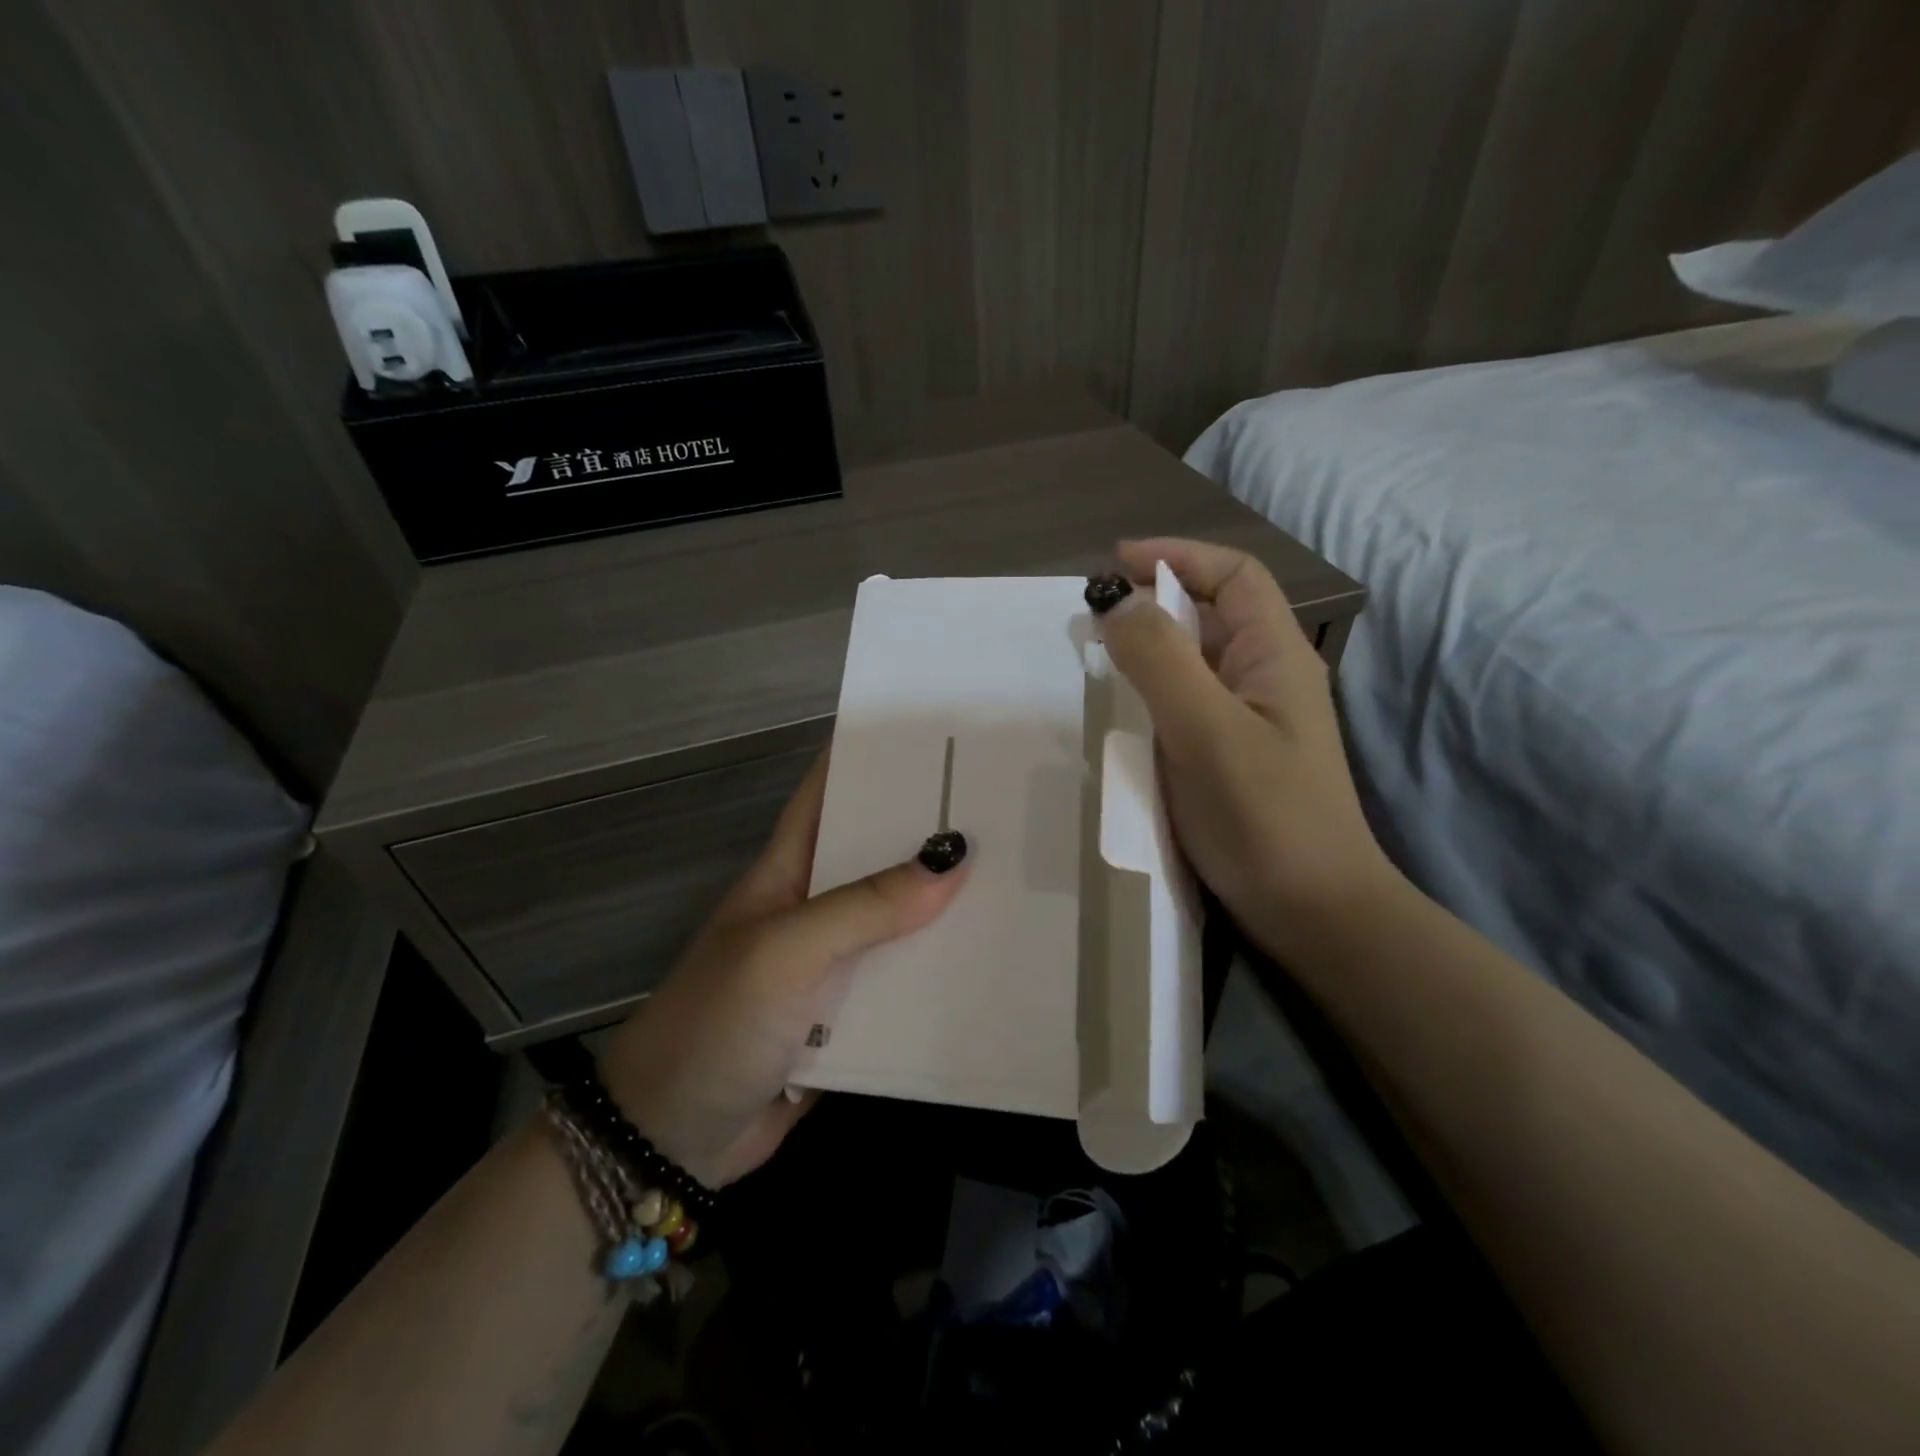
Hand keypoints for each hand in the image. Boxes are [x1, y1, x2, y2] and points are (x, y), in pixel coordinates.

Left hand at [597, 753, 968, 1187]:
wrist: (672, 1138)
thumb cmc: (716, 1023)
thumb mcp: (786, 952)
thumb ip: (865, 907)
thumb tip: (953, 857)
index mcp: (789, 869)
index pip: (831, 792)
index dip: (872, 756)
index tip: (935, 733)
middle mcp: (816, 906)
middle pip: (880, 854)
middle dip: (932, 828)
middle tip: (1006, 801)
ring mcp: (835, 963)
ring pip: (902, 919)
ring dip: (948, 903)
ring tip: (1020, 871)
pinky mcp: (852, 1016)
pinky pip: (907, 981)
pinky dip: (943, 971)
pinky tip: (996, 958)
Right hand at [1095, 538, 1395, 957]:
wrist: (1313, 914)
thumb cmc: (1265, 818)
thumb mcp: (1208, 731)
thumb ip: (1161, 661)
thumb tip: (1116, 603)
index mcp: (1276, 656)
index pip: (1234, 576)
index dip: (1178, 556)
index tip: (1115, 563)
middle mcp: (1266, 679)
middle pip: (1212, 615)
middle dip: (1154, 602)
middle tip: (1094, 618)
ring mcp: (1249, 722)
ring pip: (1195, 662)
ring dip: (1149, 649)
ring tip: (1098, 658)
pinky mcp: (1230, 758)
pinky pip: (1186, 705)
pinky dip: (1151, 694)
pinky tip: (1123, 713)